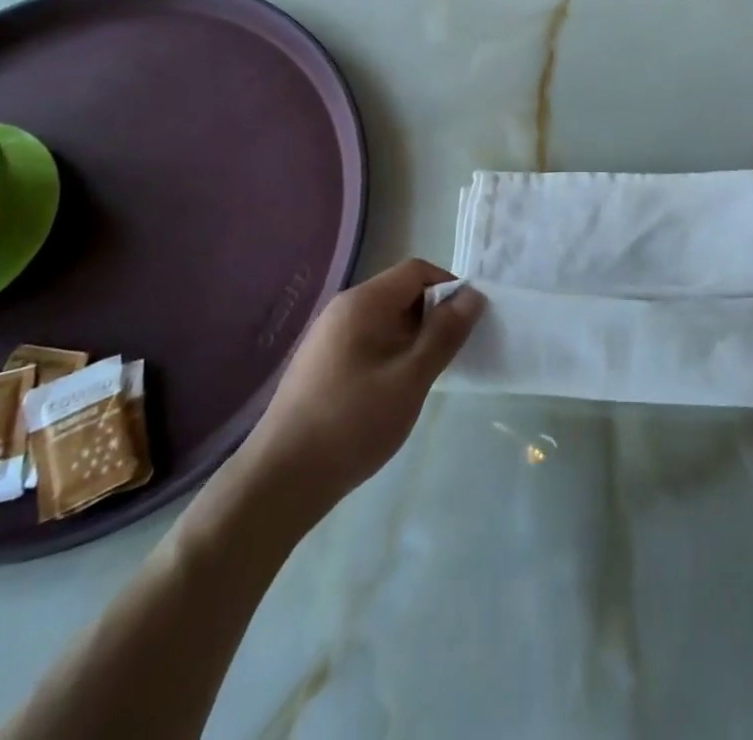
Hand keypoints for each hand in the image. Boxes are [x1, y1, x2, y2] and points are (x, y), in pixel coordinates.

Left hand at [243, 259, 483, 523]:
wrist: (280, 480)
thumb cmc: (352, 423)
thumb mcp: (411, 378)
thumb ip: (444, 333)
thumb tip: (473, 295)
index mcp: (363, 303)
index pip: (416, 271)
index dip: (448, 287)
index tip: (468, 323)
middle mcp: (343, 309)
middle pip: (400, 293)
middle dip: (432, 316)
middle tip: (451, 354)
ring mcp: (328, 337)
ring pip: (385, 320)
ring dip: (413, 339)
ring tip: (426, 377)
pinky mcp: (321, 364)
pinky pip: (368, 342)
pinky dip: (391, 354)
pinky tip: (394, 392)